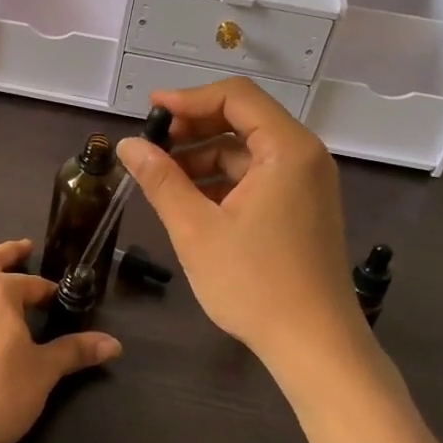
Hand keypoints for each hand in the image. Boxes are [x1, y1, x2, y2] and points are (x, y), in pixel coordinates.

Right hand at [117, 79, 373, 393]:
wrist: (315, 346)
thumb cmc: (254, 283)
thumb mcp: (196, 229)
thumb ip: (160, 179)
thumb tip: (128, 144)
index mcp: (287, 149)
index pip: (236, 97)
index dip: (189, 98)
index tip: (150, 112)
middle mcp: (304, 157)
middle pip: (243, 119)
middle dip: (194, 128)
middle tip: (152, 146)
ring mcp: (307, 184)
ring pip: (248, 151)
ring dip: (205, 156)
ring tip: (163, 178)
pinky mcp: (303, 208)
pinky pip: (259, 176)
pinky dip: (223, 180)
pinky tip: (191, 201)